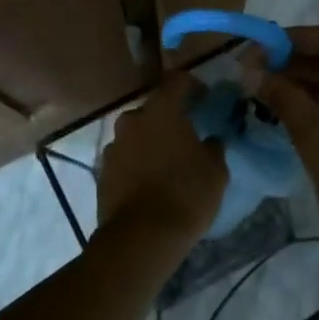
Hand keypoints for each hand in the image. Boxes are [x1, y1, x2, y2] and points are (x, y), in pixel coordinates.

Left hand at [95, 72, 226, 257]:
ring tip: (167, 162)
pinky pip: (125, 158)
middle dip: (169, 117)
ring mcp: (113, 146)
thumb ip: (213, 147)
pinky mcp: (102, 172)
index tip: (205, 97)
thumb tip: (209, 140)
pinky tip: (150, 181)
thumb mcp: (215, 171)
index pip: (177, 81)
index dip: (192, 85)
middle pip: (153, 109)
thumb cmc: (186, 195)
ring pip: (136, 134)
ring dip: (150, 141)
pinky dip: (137, 163)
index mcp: (161, 110)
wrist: (141, 238)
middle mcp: (132, 120)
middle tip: (186, 134)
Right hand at [253, 25, 318, 270]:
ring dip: (302, 81)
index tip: (253, 50)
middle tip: (252, 72)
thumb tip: (251, 71)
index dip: (288, 39)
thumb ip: (283, 98)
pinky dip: (317, 101)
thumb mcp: (315, 138)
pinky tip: (287, 108)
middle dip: (291, 61)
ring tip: (262, 89)